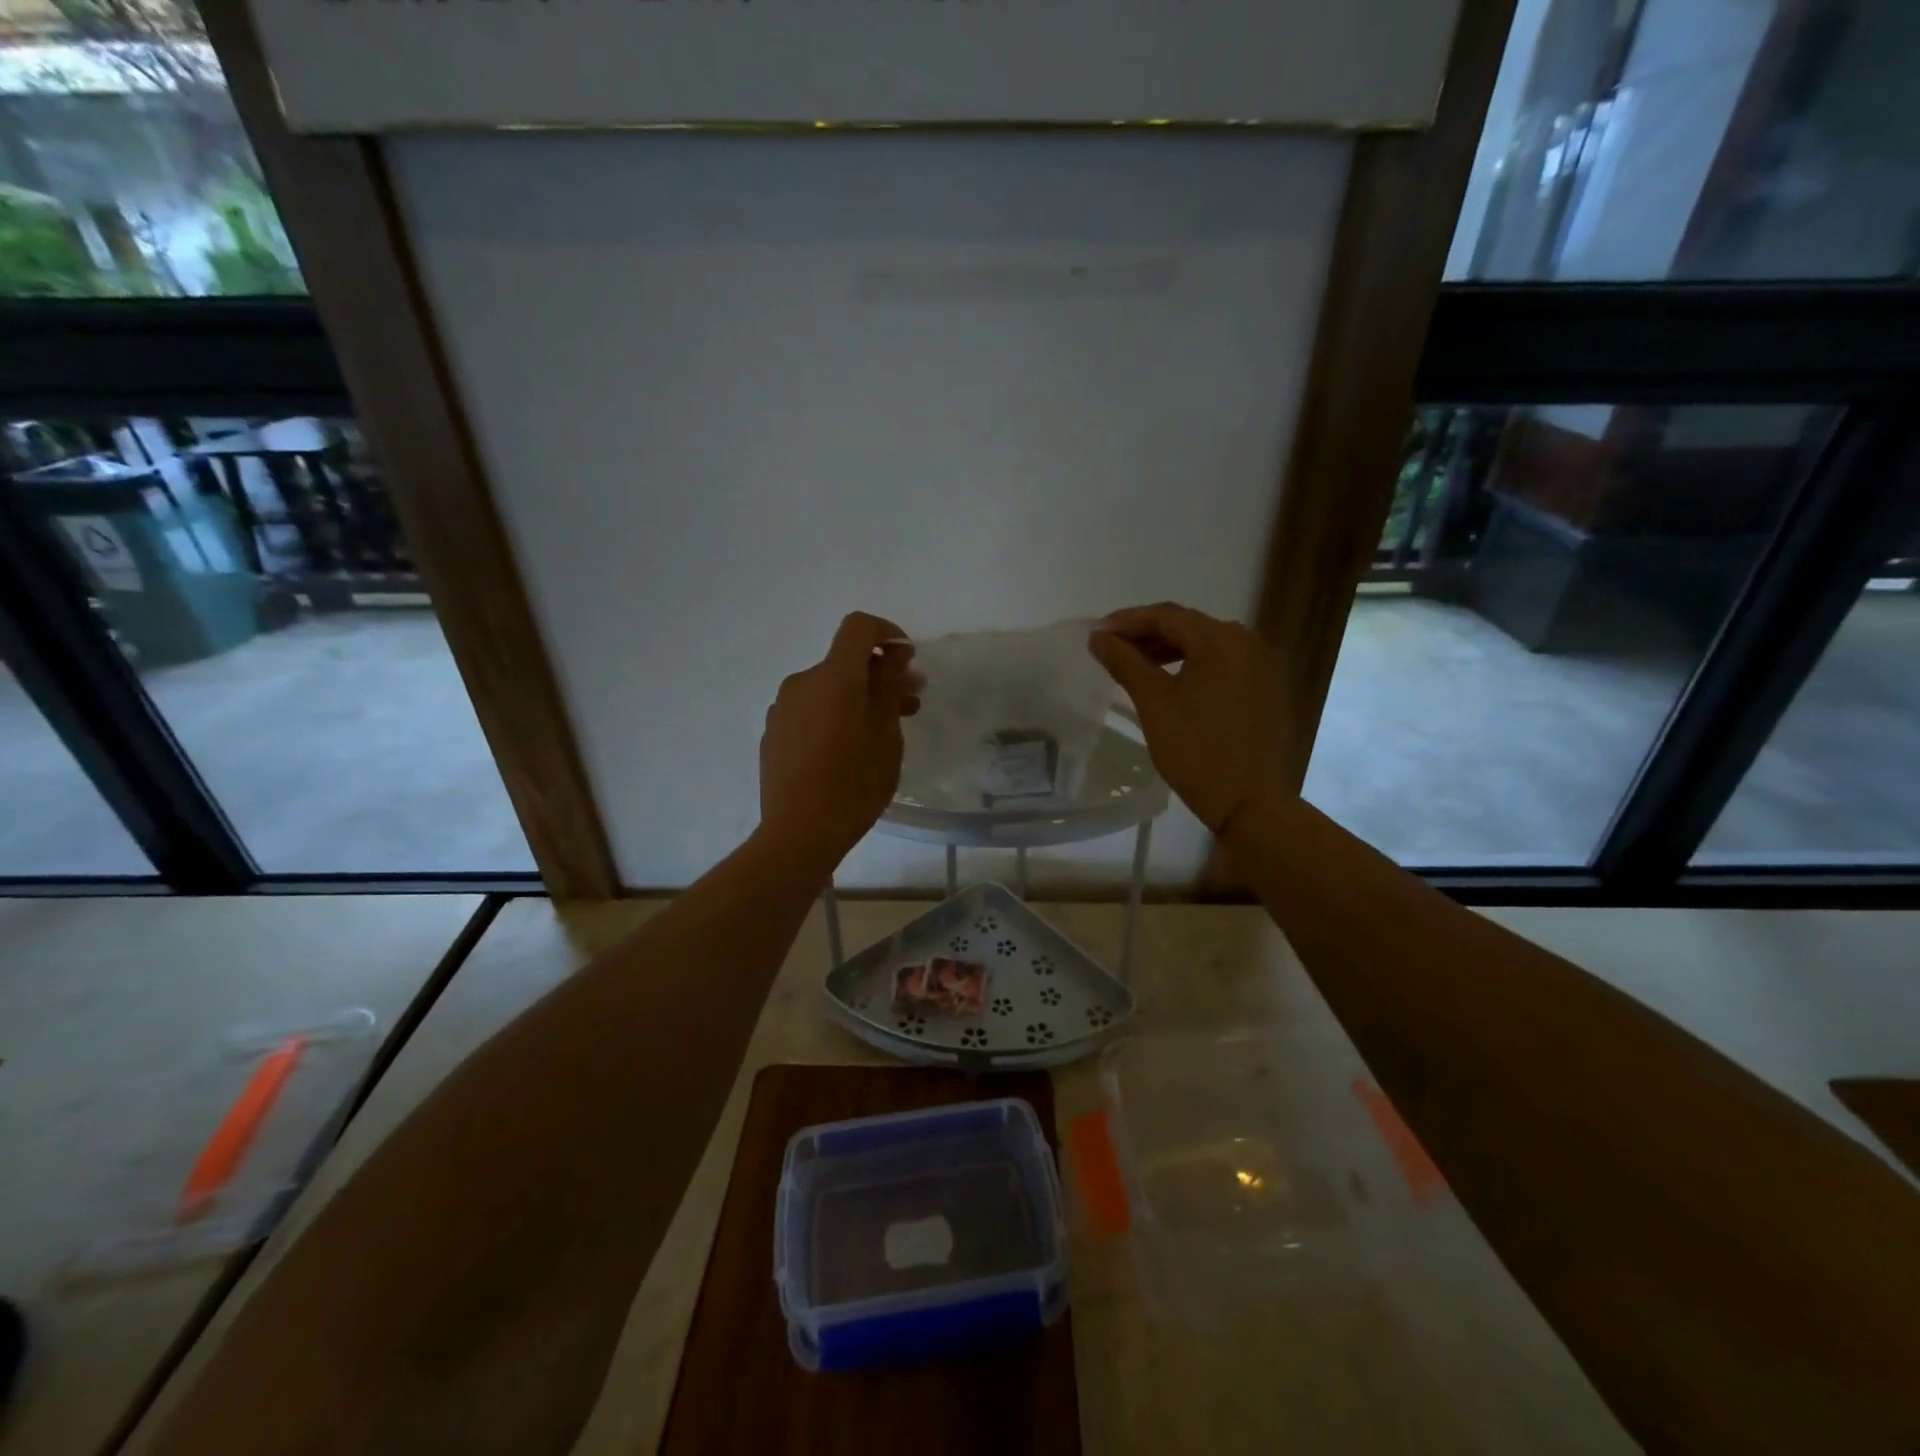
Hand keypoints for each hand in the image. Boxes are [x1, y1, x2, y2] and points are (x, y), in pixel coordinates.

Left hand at [758, 612, 920, 875]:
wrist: (799, 833)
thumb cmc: (854, 782)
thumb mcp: (886, 733)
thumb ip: (889, 685)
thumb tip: (892, 653)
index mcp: (833, 677)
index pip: (858, 628)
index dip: (887, 632)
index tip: (908, 658)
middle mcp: (802, 683)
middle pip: (845, 663)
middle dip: (880, 674)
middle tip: (911, 701)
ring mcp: (783, 709)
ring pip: (829, 689)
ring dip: (859, 698)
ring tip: (886, 729)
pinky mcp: (774, 735)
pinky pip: (811, 711)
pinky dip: (835, 716)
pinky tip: (850, 749)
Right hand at [1089, 602, 1291, 836]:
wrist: (1250, 803)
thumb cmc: (1196, 749)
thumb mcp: (1153, 702)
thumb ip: (1125, 662)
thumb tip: (1098, 637)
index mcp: (1223, 639)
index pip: (1167, 616)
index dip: (1128, 621)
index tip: (1097, 632)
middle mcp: (1251, 643)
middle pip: (1190, 628)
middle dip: (1149, 635)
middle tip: (1114, 649)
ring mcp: (1266, 668)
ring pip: (1209, 647)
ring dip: (1172, 652)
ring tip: (1139, 666)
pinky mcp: (1271, 692)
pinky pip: (1226, 667)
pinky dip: (1196, 668)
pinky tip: (1175, 684)